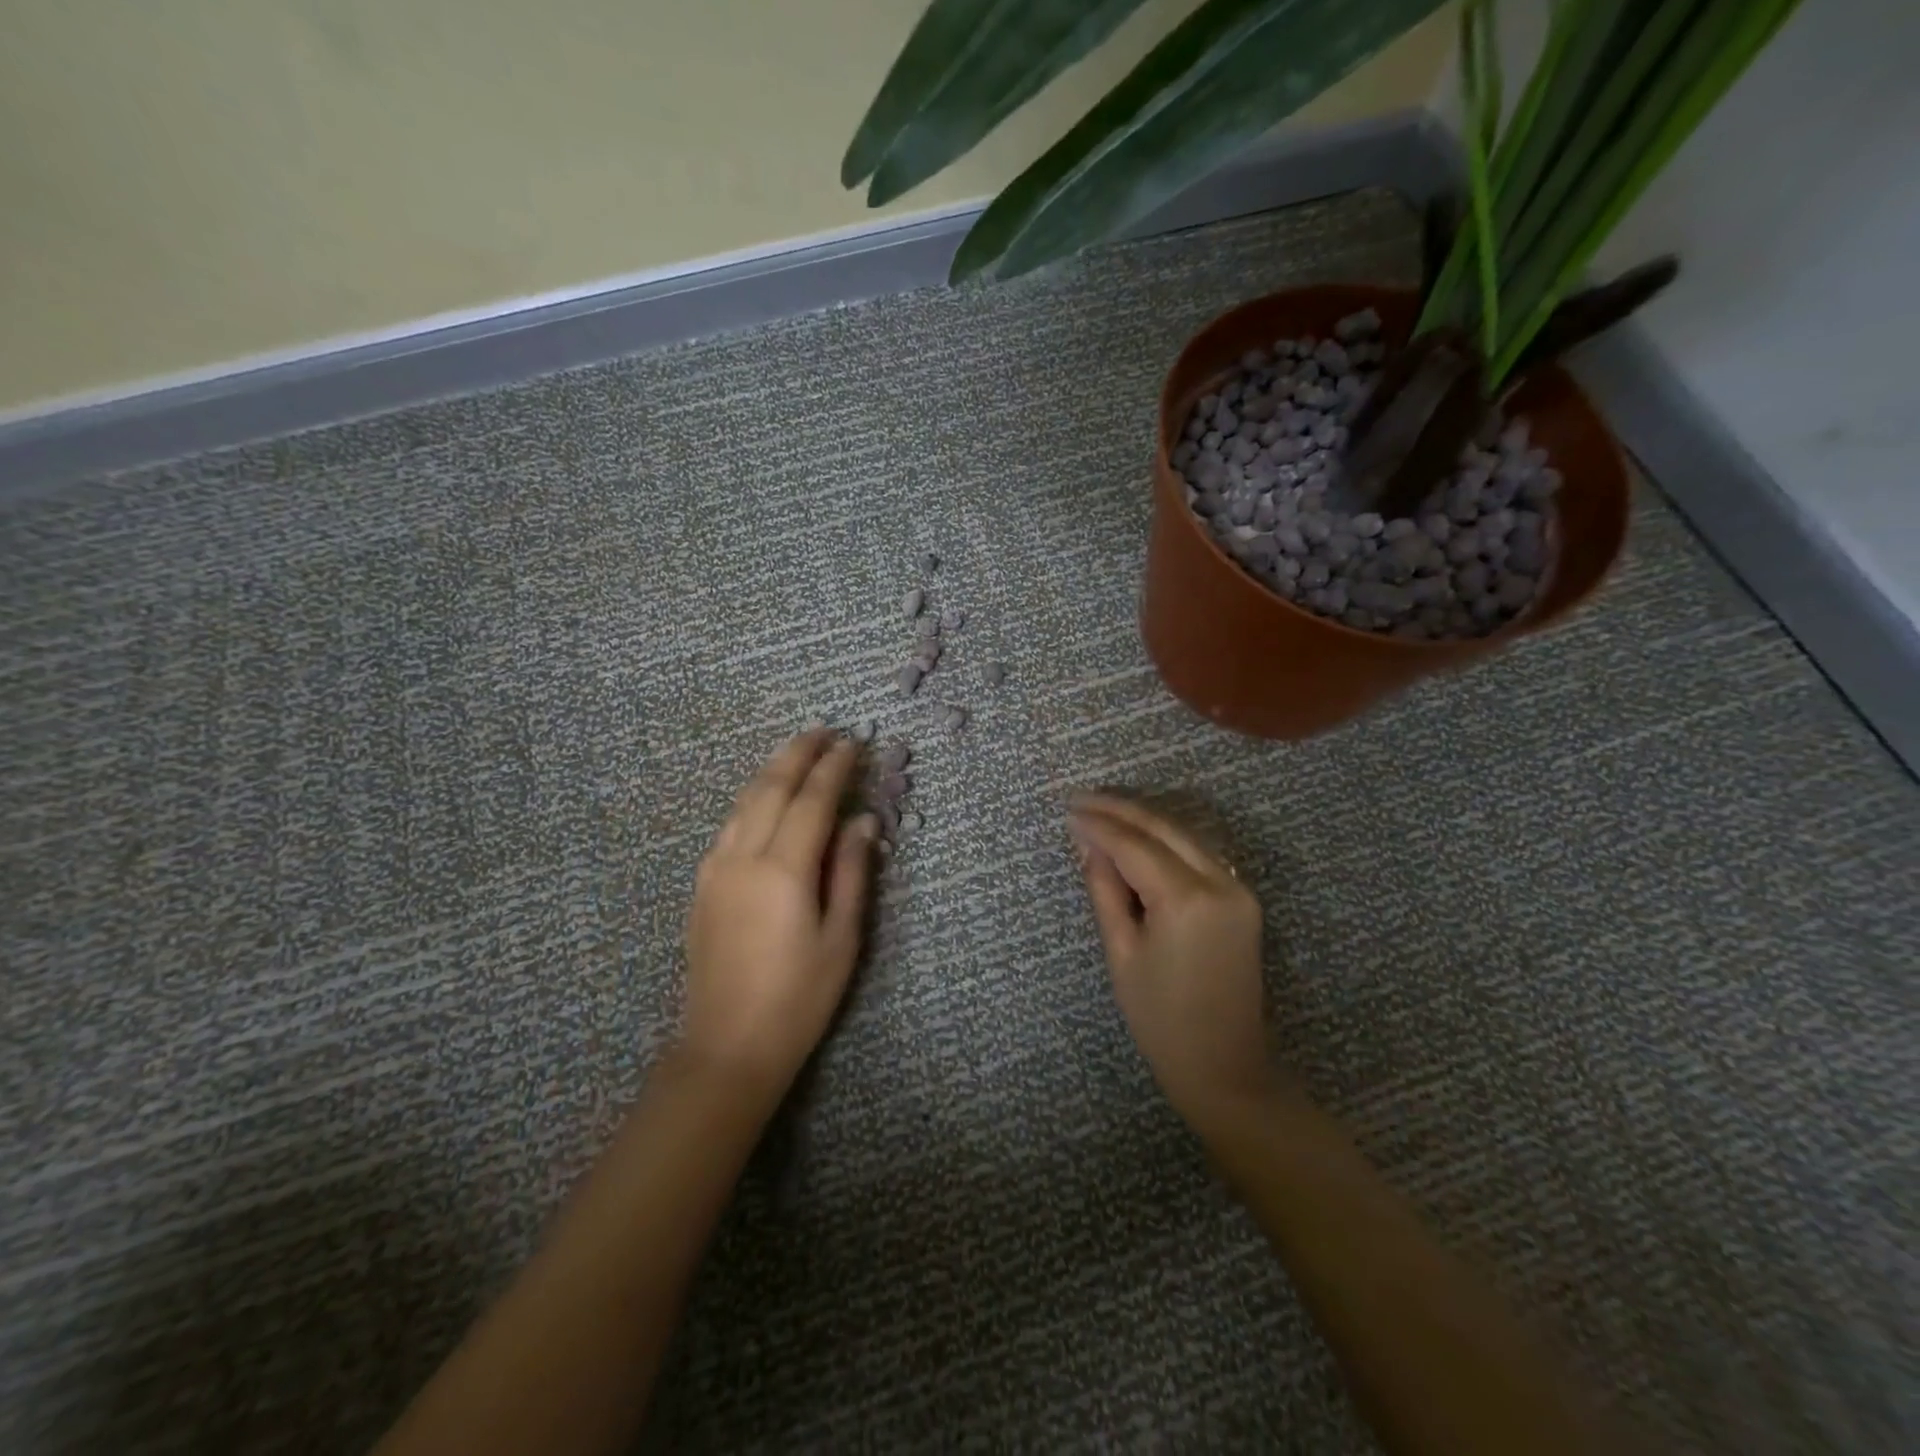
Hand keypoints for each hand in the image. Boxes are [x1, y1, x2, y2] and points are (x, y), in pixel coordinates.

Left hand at [682, 730, 875, 1099]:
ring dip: (772, 769)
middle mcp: (745, 857)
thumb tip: (863, 821)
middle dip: (799, 753)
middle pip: (772, 787)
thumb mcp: (842, 938)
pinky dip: (753, 798)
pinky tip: (765, 797)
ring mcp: (717, 868)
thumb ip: (852, 872)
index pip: (813, 800)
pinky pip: (731, 824)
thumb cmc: (799, 997)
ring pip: (745, 800)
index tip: (852, 742)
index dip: (834, 767)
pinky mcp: (703, 883)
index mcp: (785, 870)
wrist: (728, 1044)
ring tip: (797, 751)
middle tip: (824, 731)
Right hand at [1069, 793, 1276, 1130]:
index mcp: (1186, 900)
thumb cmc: (1161, 1019)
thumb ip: (1105, 890)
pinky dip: (1167, 840)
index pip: (1134, 845)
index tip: (1068, 810)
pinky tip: (1140, 837)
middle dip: (1120, 810)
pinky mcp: (1243, 900)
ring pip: (1185, 835)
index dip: (1099, 825)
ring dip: (1144, 820)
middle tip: (1081, 799)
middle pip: (1163, 828)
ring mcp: (1238, 889)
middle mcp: (1219, 882)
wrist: (1225, 1066)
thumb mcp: (1121, 953)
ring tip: (1103, 811)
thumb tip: (1089, 845)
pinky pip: (1199, 854)